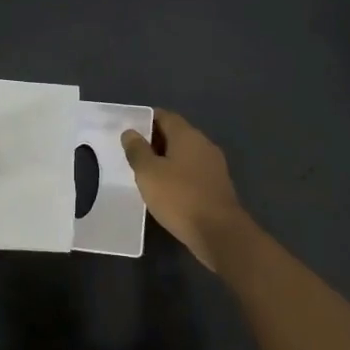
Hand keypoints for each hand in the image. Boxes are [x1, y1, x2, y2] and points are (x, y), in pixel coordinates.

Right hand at [121, 109, 250, 269]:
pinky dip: (178, 175)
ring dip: (166, 159)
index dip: (146, 119)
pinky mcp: (217, 185)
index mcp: (188, 135)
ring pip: (185, 154)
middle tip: (133, 152)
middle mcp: (204, 144)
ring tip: (146, 172)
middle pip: (176, 134)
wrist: (219, 232)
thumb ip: (137, 150)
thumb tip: (130, 132)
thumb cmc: (179, 197)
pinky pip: (193, 172)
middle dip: (155, 140)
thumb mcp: (149, 173)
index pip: (165, 116)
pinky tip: (166, 189)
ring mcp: (214, 165)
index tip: (129, 129)